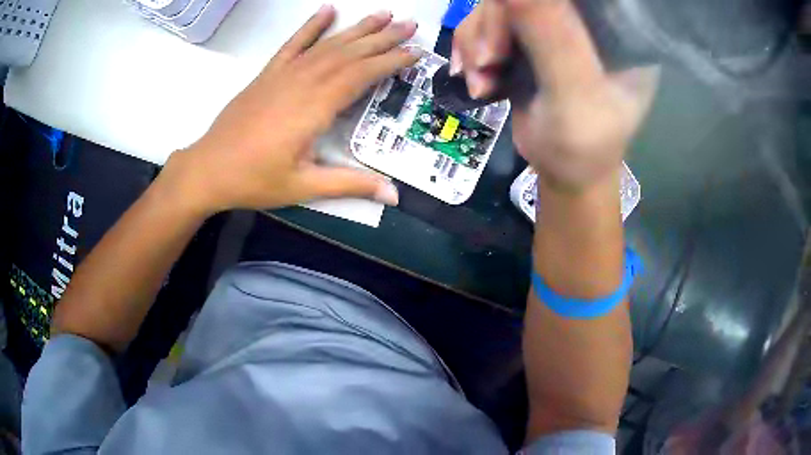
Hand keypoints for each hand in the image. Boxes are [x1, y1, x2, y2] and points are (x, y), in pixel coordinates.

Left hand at [167, 6, 419, 213]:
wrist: (208, 169)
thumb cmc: (254, 180)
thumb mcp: (304, 187)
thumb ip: (350, 185)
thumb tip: (393, 195)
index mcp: (314, 108)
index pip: (361, 75)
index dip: (390, 62)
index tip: (415, 52)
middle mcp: (302, 82)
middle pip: (349, 53)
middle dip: (383, 37)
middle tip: (410, 24)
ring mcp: (283, 74)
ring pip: (327, 44)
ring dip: (357, 28)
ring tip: (383, 14)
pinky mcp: (268, 74)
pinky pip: (293, 44)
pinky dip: (311, 26)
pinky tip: (327, 10)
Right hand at [452, 0, 657, 191]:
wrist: (563, 173)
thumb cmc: (584, 146)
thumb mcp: (576, 96)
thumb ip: (554, 40)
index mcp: (617, 28)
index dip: (536, 3)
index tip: (511, 20)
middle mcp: (586, 21)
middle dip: (494, 24)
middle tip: (487, 61)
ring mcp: (554, 26)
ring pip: (498, 5)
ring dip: (476, 41)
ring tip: (480, 80)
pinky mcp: (527, 38)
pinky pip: (486, 23)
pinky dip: (471, 49)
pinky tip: (476, 77)